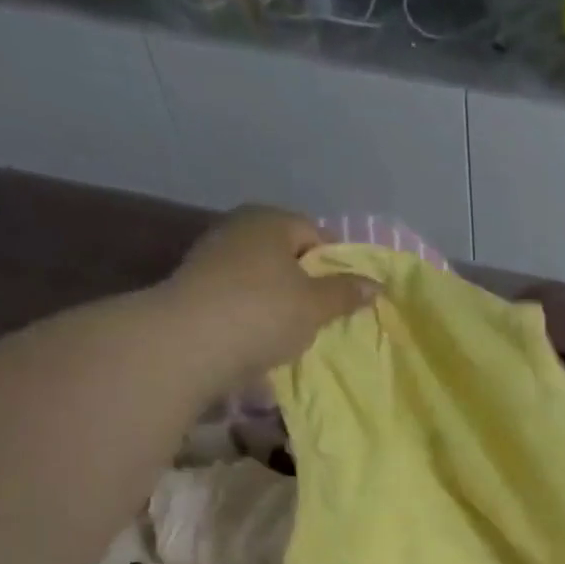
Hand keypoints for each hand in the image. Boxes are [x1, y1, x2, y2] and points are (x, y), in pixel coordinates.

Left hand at [163, 206, 375, 371]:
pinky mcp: (196, 289)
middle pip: (287, 254)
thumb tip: (374, 284)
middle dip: (308, 282)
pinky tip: (263, 339)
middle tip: (325, 315)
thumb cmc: (264, 313)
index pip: (315, 233)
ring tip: (295, 332)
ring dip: (281, 301)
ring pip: (262, 277)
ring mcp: (212, 257)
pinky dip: (255, 314)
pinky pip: (240, 297)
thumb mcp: (316, 305)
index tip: (347, 296)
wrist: (189, 343)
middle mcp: (239, 229)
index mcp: (271, 220)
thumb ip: (346, 293)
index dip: (336, 263)